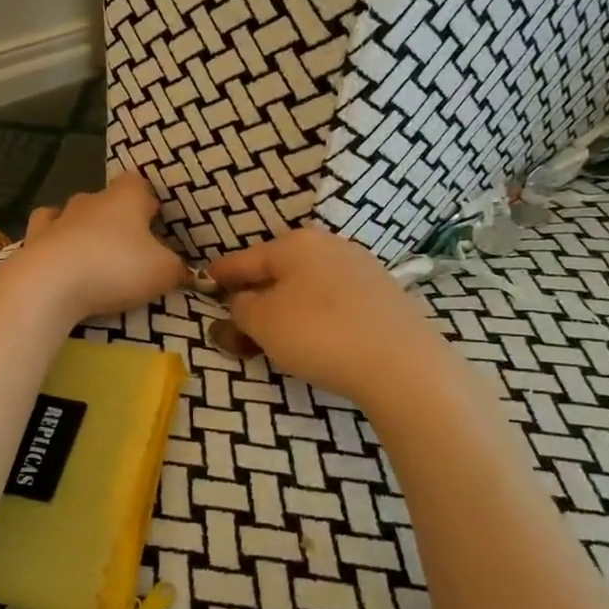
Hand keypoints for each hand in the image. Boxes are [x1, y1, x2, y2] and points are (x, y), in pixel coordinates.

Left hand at [8, 172, 186, 320]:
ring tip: (91, 255)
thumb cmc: (115, 267)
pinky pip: (44, 236)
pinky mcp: (32, 242)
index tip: (155, 221)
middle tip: (129, 247)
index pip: (139, 183)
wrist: (50, 284)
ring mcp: (56, 219)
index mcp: (125, 197)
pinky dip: (52, 244)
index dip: (148, 200)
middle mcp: (89, 200)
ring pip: (71, 213)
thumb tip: (184, 270)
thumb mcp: (163, 272)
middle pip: (105, 199)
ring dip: (81, 229)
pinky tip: (58, 260)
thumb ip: (177, 268)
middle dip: (116, 218)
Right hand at [208, 228, 448, 405]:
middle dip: (256, 295)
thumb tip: (242, 302)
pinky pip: (335, 302)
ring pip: (308, 286)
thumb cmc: (320, 334)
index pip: (244, 259)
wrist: (403, 364)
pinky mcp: (384, 297)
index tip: (205, 282)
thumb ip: (241, 308)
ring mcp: (362, 269)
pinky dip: (317, 317)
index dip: (220, 275)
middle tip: (240, 324)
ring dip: (287, 308)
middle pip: (279, 271)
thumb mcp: (263, 322)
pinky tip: (318, 340)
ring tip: (277, 338)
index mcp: (296, 243)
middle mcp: (330, 246)